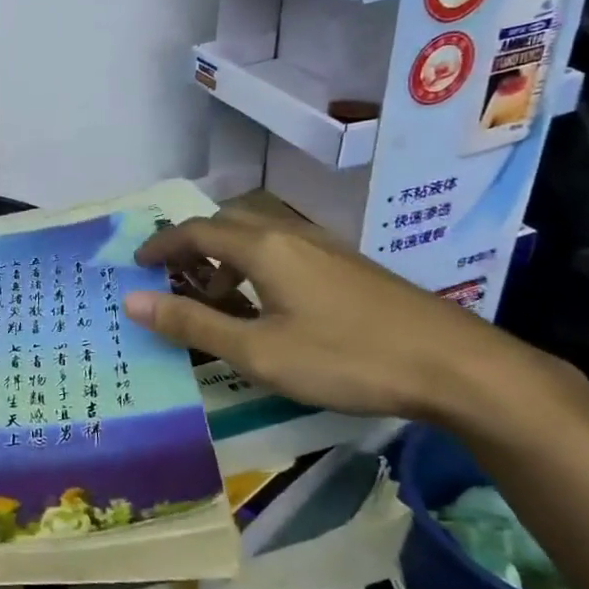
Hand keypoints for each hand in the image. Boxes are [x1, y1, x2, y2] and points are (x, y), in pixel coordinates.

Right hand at [125, 214, 541, 423]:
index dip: (160, 244)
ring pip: (259, 236)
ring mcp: (325, 247)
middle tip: (173, 279)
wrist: (456, 366)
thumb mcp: (259, 352)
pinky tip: (269, 306)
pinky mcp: (348, 265)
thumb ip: (193, 325)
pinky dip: (257, 266)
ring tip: (217, 300)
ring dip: (226, 258)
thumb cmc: (346, 358)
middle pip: (227, 223)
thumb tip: (132, 302)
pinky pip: (284, 250)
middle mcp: (291, 234)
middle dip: (193, 245)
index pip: (196, 231)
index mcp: (263, 247)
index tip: (135, 263)